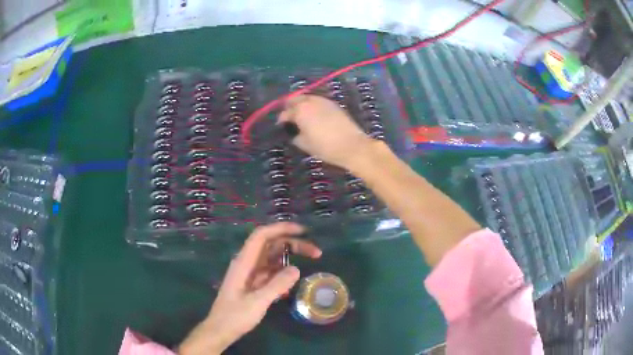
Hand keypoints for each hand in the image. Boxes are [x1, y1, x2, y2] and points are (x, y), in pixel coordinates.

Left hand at [178, 223, 320, 354]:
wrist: (221, 329)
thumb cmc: (235, 316)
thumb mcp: (257, 302)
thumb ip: (277, 285)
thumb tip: (297, 269)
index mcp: (244, 262)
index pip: (262, 235)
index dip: (281, 229)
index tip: (303, 232)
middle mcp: (247, 263)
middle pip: (271, 245)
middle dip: (293, 244)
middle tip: (315, 252)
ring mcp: (250, 273)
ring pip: (272, 257)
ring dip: (290, 256)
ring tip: (311, 261)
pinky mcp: (253, 283)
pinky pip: (271, 271)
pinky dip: (284, 272)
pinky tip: (294, 282)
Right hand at [279, 95, 374, 169]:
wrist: (352, 145)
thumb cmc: (325, 147)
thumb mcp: (305, 144)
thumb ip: (295, 136)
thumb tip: (294, 132)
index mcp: (300, 111)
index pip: (285, 113)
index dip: (281, 120)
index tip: (281, 126)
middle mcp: (310, 101)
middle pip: (295, 99)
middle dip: (290, 107)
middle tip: (290, 117)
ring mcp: (323, 101)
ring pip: (307, 98)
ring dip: (302, 104)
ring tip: (302, 115)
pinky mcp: (334, 104)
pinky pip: (318, 101)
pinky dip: (313, 106)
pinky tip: (315, 115)